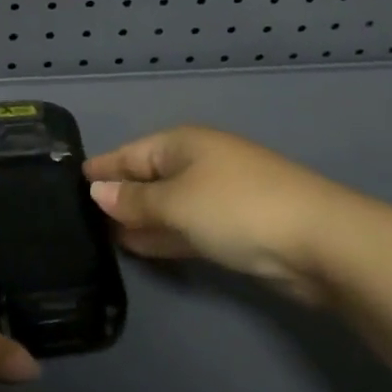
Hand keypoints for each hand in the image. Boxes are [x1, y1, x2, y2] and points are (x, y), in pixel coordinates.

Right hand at [85, 126, 339, 303]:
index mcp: (182, 145)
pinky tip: (139, 247)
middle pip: (149, 177)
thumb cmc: (236, 208)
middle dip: (119, 196)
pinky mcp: (234, 228)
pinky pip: (186, 227)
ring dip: (140, 219)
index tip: (72, 180)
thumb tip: (98, 192)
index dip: (103, 168)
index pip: (131, 153)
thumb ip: (135, 201)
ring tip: (104, 237)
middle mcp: (198, 164)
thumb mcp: (176, 203)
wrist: (318, 241)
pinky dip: (163, 234)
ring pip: (167, 205)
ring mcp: (218, 196)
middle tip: (81, 216)